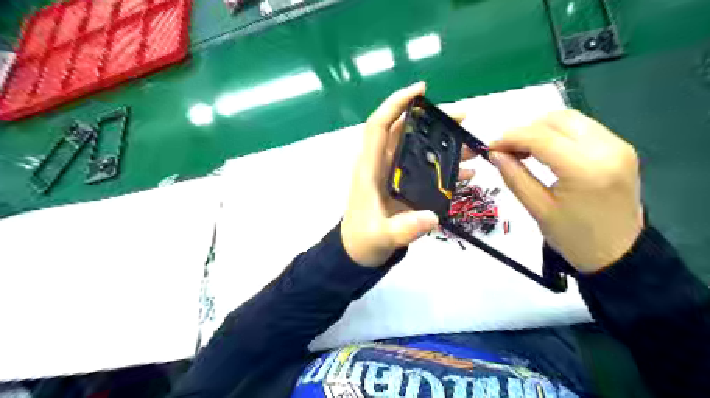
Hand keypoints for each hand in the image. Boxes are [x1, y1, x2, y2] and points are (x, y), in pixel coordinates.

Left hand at [339, 82, 473, 266]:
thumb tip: (431, 217)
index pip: (379, 126)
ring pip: (419, 149)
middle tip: (463, 117)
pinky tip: (465, 174)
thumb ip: (403, 229)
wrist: (358, 253)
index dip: (396, 104)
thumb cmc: (362, 240)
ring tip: (472, 146)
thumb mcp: (380, 237)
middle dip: (433, 121)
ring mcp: (394, 175)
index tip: (421, 90)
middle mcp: (381, 165)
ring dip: (444, 144)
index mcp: (370, 168)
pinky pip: (425, 170)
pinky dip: (444, 168)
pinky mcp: (404, 186)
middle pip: (406, 132)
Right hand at [489, 110, 644, 272]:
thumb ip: (514, 176)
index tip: (490, 147)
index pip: (541, 137)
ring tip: (523, 151)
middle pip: (557, 120)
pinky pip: (583, 129)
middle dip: (525, 130)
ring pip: (570, 120)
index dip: (510, 137)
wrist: (618, 253)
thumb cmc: (574, 237)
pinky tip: (545, 151)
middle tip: (506, 150)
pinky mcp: (621, 148)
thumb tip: (495, 153)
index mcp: (585, 169)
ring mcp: (618, 146)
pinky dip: (558, 134)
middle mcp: (607, 149)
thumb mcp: (537, 209)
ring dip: (541, 129)